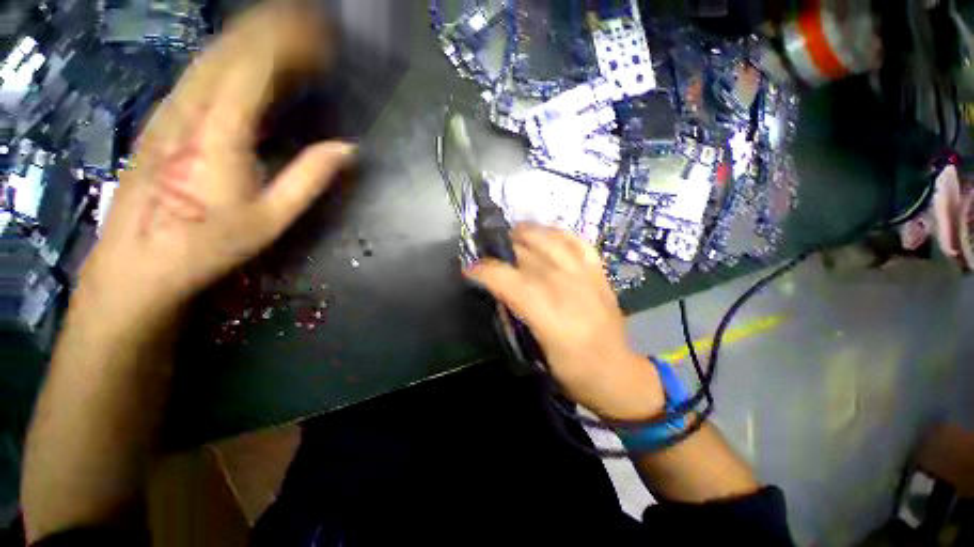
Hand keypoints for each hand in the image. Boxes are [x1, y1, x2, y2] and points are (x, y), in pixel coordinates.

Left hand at [76, 2, 354, 329]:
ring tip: (293, 34)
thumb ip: (310, 178)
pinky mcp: (164, 117)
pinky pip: (203, 71)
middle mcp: (190, 107)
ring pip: (215, 53)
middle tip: (316, 28)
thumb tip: (348, 149)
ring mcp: (172, 108)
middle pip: (234, 48)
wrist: (138, 262)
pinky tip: (253, 59)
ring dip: (255, 37)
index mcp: (219, 131)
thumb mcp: (271, 218)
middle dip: (277, 29)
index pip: (256, 64)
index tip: (326, 38)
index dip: (292, 43)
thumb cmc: (207, 244)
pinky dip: (234, 55)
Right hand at [464, 224, 664, 420]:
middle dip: (501, 249)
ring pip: (550, 240)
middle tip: (488, 252)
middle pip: (526, 255)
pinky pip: (577, 241)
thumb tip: (500, 292)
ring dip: (527, 233)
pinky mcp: (598, 272)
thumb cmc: (573, 370)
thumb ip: (516, 316)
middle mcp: (566, 287)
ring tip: (512, 234)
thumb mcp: (535, 351)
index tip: (469, 270)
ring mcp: (585, 275)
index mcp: (548, 314)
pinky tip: (546, 233)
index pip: (508, 280)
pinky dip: (559, 233)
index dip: (484, 271)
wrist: (617, 372)